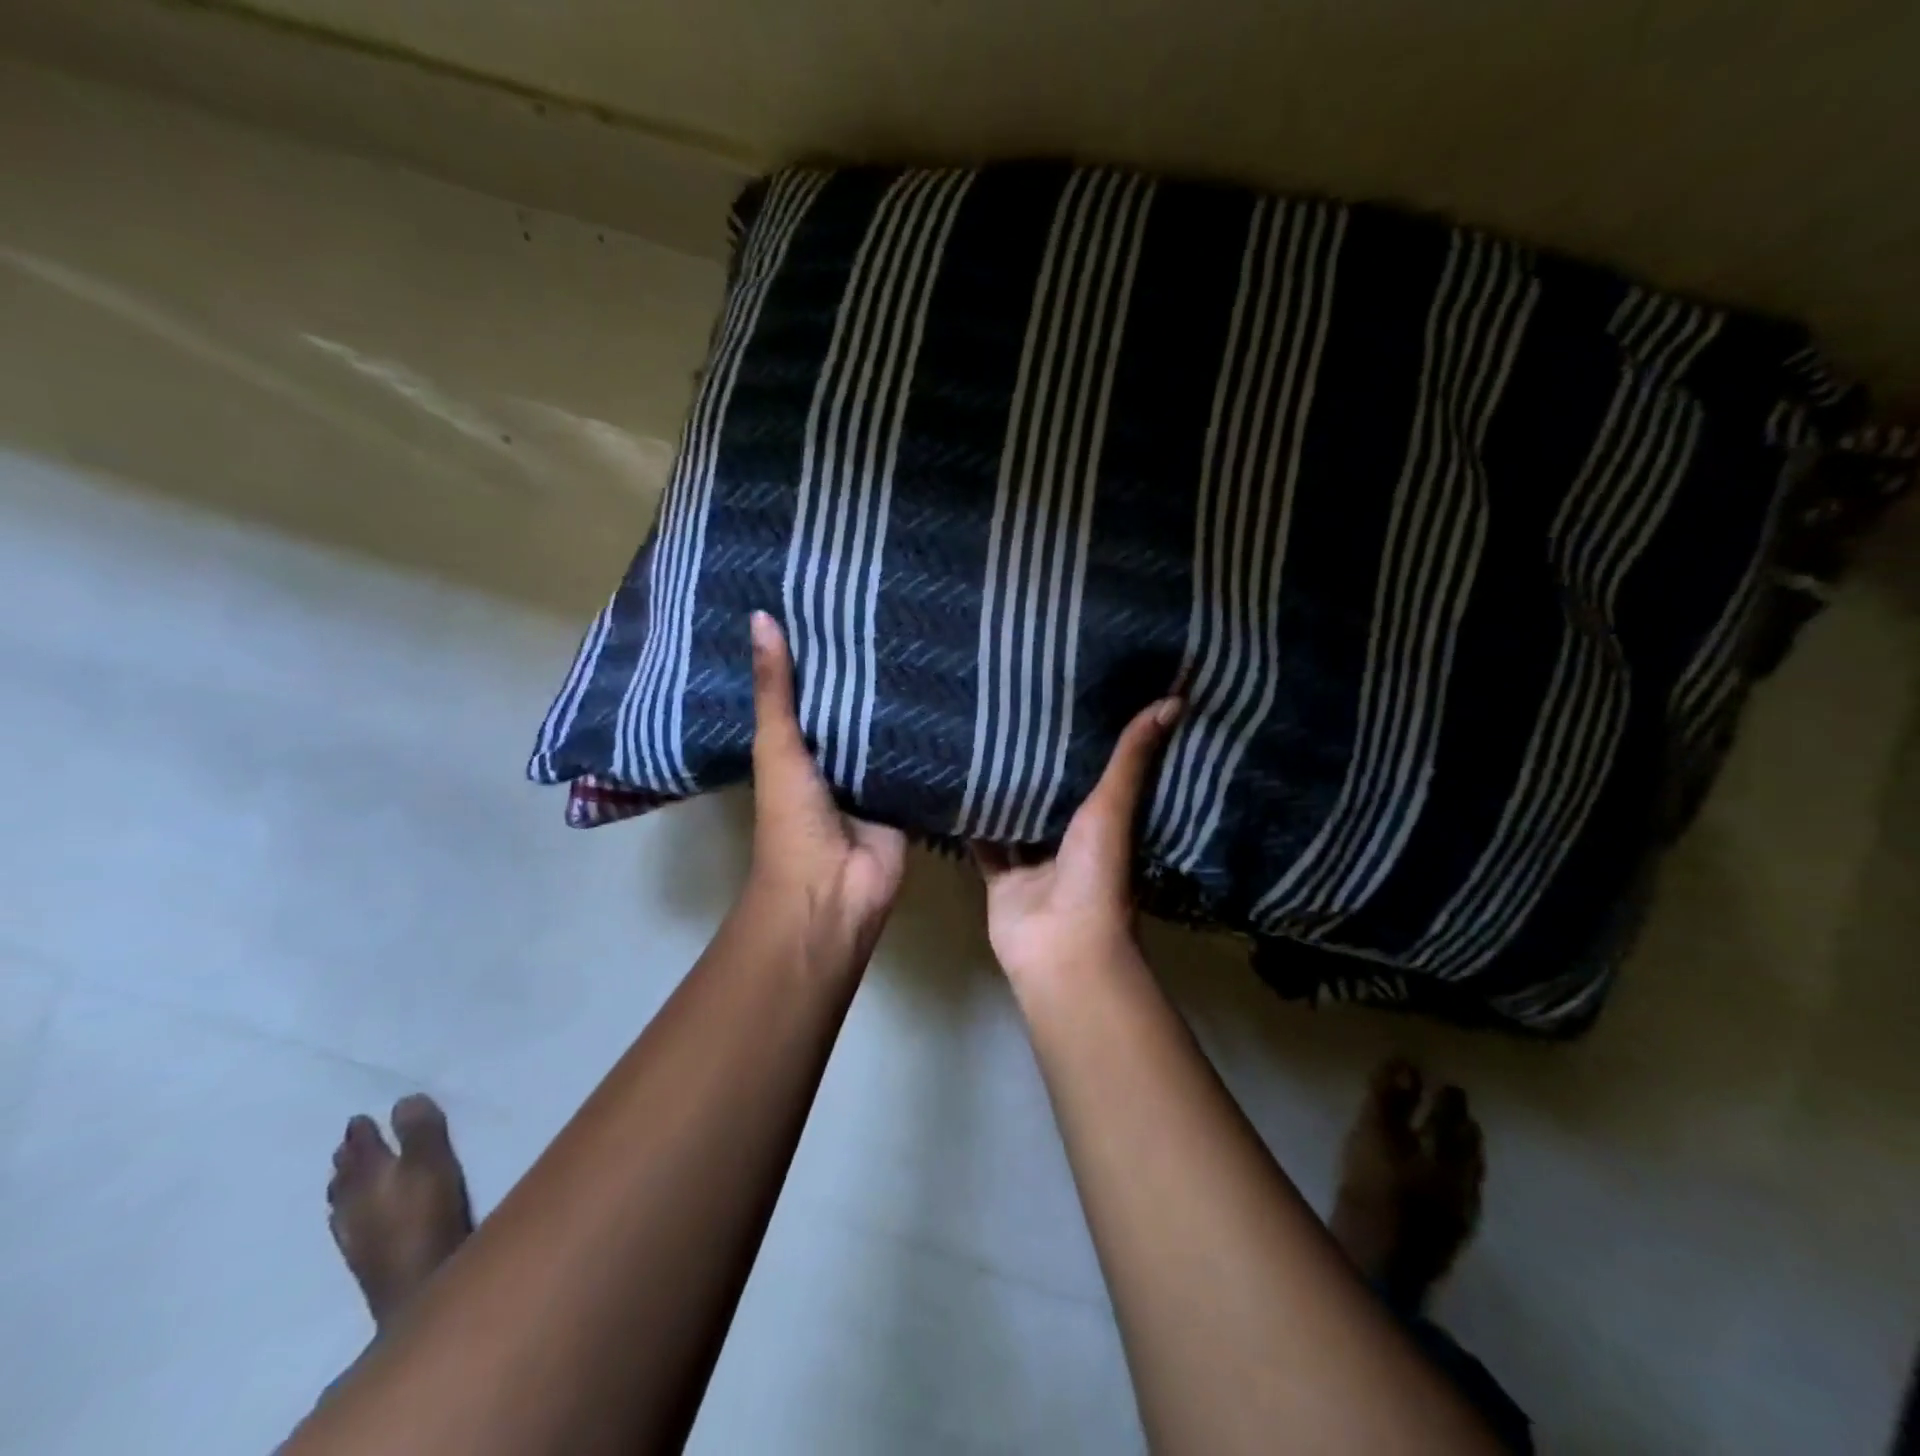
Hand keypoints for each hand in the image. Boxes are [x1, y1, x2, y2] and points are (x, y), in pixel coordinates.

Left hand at [745, 611, 906, 958]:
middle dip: (870, 671)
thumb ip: (775, 691)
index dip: (821, 651)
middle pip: (855, 706)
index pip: (812, 688)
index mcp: (798, 745)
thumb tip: (761, 615)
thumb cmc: (792, 819)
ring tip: (933, 640)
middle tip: (899, 611)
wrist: (834, 889)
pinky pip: (921, 758)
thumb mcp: (776, 747)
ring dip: (905, 700)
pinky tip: (957, 693)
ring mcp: (875, 777)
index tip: (841, 602)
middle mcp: (836, 757)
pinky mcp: (908, 794)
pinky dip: (933, 735)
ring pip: (890, 729)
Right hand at [972, 697, 1181, 993]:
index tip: (1075, 700)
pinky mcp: (1001, 878)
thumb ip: (1131, 759)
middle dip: (1037, 763)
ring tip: (980, 739)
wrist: (1060, 947)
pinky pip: (983, 844)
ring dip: (1002, 790)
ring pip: (1015, 818)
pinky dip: (970, 822)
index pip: (1098, 775)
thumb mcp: (1114, 808)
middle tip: (1018, 711)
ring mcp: (1033, 862)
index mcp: (1104, 825)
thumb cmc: (1096, 875)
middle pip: (1052, 796)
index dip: (1088, 742)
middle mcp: (1069, 841)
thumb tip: (1175, 699)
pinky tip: (952, 786)